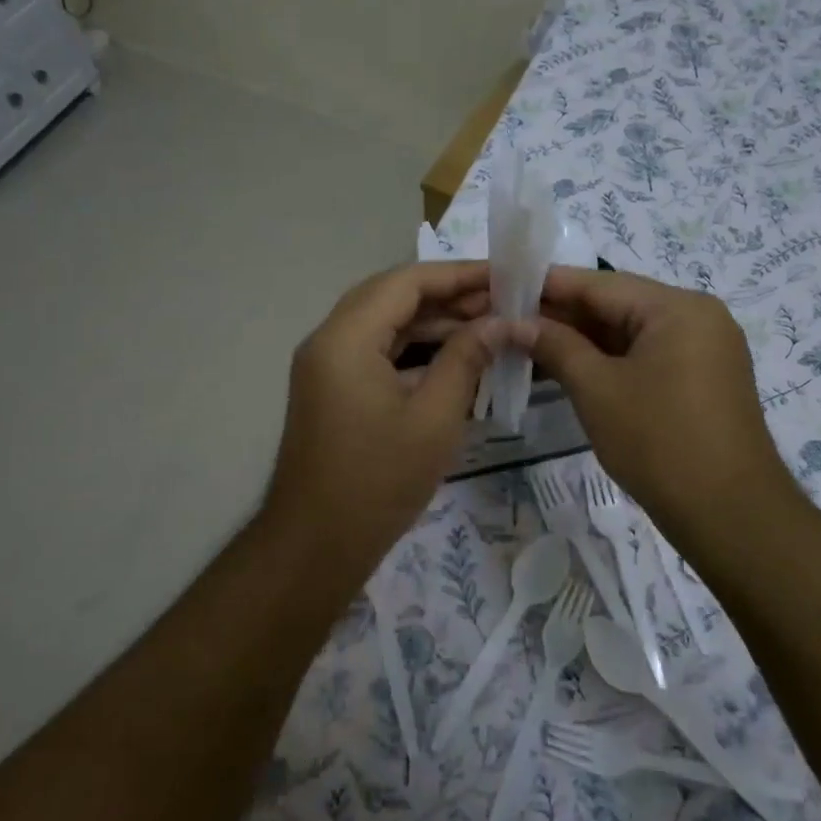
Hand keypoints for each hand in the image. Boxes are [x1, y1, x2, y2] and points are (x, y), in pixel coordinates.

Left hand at [260, 261, 503, 566]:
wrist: (316, 545)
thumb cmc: (378, 481)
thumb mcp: (434, 418)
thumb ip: (466, 360)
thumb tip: (500, 323)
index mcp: (345, 338)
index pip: (406, 282)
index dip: (457, 275)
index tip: (504, 276)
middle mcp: (328, 340)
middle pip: (392, 297)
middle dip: (447, 296)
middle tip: (501, 301)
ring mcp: (327, 366)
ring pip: (385, 324)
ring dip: (432, 323)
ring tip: (488, 326)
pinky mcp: (333, 389)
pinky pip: (376, 352)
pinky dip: (415, 350)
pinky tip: (456, 357)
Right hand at [519, 267, 804, 543]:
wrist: (730, 514)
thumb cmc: (658, 442)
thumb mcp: (597, 389)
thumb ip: (555, 346)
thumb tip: (515, 323)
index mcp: (678, 307)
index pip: (600, 284)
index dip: (548, 285)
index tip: (504, 285)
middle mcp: (697, 317)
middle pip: (617, 305)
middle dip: (563, 314)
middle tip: (509, 319)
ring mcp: (704, 349)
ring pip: (630, 333)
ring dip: (583, 339)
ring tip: (528, 343)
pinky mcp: (702, 378)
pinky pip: (647, 355)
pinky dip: (609, 360)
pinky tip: (569, 366)